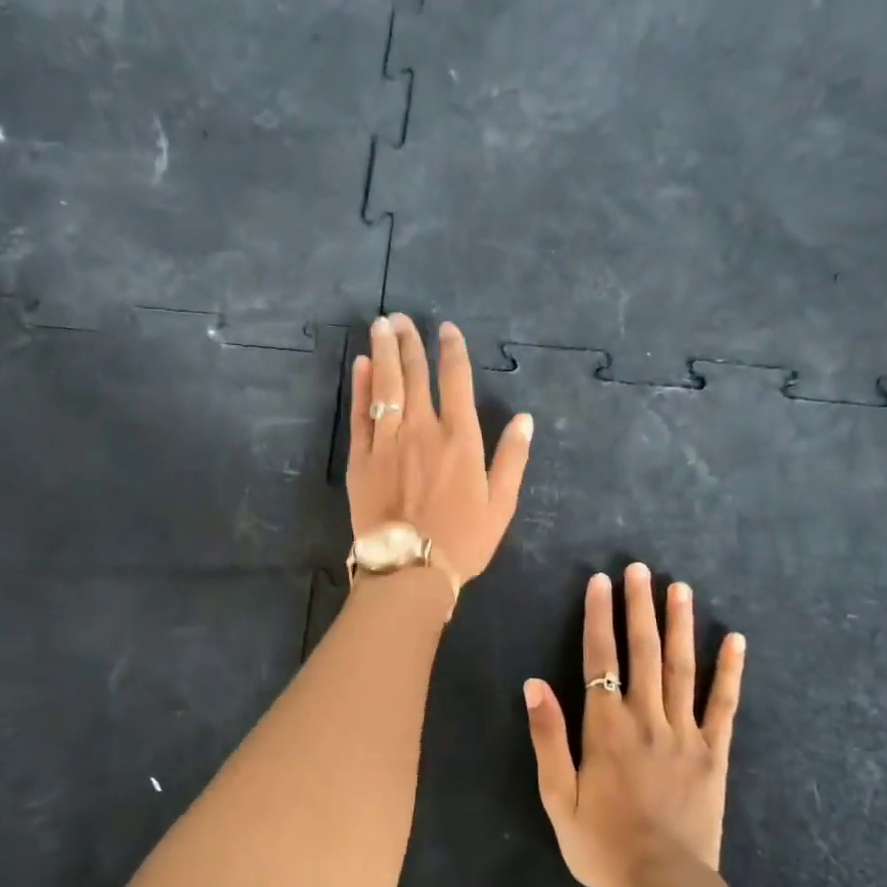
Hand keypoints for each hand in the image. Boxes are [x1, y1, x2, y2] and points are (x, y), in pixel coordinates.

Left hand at [347, 313, 532, 584]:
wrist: (409, 568)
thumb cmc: (462, 539)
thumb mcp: (501, 504)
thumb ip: (512, 458)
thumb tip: (526, 419)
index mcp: (459, 438)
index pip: (456, 380)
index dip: (451, 350)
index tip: (445, 328)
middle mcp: (422, 429)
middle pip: (414, 375)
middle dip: (409, 342)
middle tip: (401, 318)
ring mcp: (387, 441)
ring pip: (384, 386)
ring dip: (382, 352)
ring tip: (380, 326)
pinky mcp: (361, 458)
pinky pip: (360, 414)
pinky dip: (360, 387)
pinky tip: (360, 365)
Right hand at [524, 563, 745, 886]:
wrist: (662, 886)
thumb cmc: (601, 844)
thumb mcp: (558, 797)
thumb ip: (548, 737)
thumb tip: (534, 684)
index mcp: (606, 727)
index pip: (600, 658)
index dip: (599, 617)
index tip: (600, 582)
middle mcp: (646, 718)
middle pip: (643, 651)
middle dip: (640, 607)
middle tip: (640, 569)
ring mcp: (685, 733)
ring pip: (682, 668)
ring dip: (680, 625)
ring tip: (681, 588)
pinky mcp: (714, 753)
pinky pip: (724, 706)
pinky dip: (730, 672)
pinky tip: (736, 641)